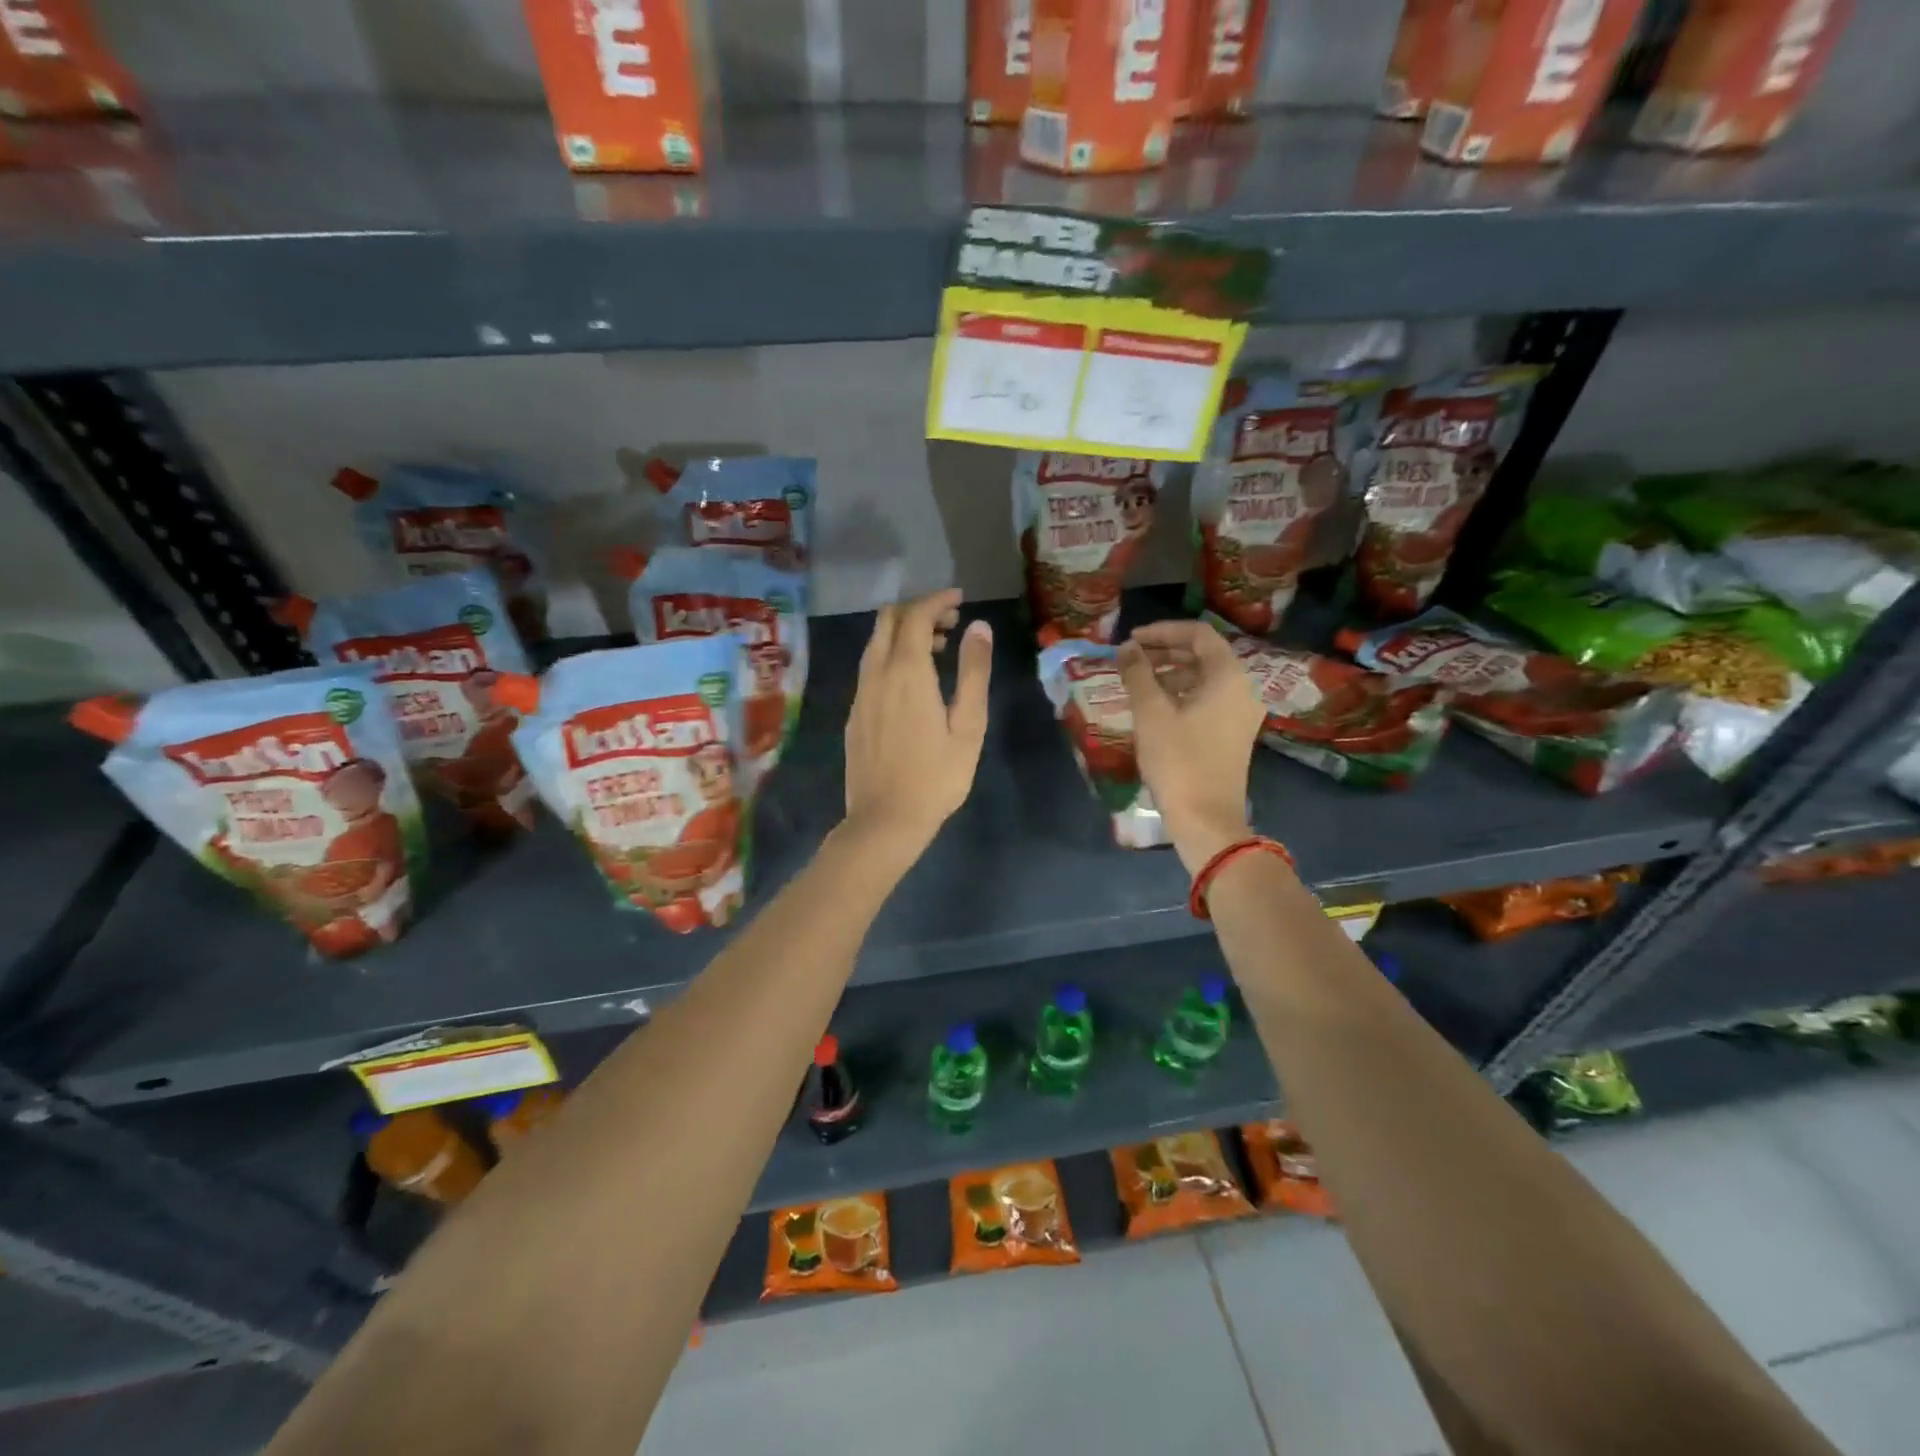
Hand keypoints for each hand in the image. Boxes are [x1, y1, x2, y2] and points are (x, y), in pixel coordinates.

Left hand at [842, 589, 992, 860]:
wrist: (884, 820)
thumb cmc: (936, 777)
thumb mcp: (968, 726)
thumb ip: (974, 672)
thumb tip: (979, 627)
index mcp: (907, 672)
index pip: (916, 615)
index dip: (937, 600)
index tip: (959, 599)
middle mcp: (877, 673)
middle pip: (888, 620)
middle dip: (918, 610)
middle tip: (950, 622)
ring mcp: (860, 693)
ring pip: (875, 643)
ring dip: (903, 633)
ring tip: (937, 650)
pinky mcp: (854, 713)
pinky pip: (870, 666)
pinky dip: (891, 656)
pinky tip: (912, 682)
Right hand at [1115, 620, 1263, 872]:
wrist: (1206, 818)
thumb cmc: (1178, 760)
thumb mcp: (1151, 712)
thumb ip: (1138, 673)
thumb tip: (1127, 648)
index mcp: (1228, 676)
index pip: (1198, 634)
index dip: (1163, 631)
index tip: (1132, 639)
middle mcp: (1242, 689)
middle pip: (1204, 654)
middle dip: (1166, 651)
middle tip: (1131, 657)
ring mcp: (1240, 713)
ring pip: (1204, 678)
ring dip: (1171, 673)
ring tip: (1137, 681)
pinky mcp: (1232, 734)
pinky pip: (1207, 700)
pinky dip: (1181, 694)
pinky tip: (1154, 707)